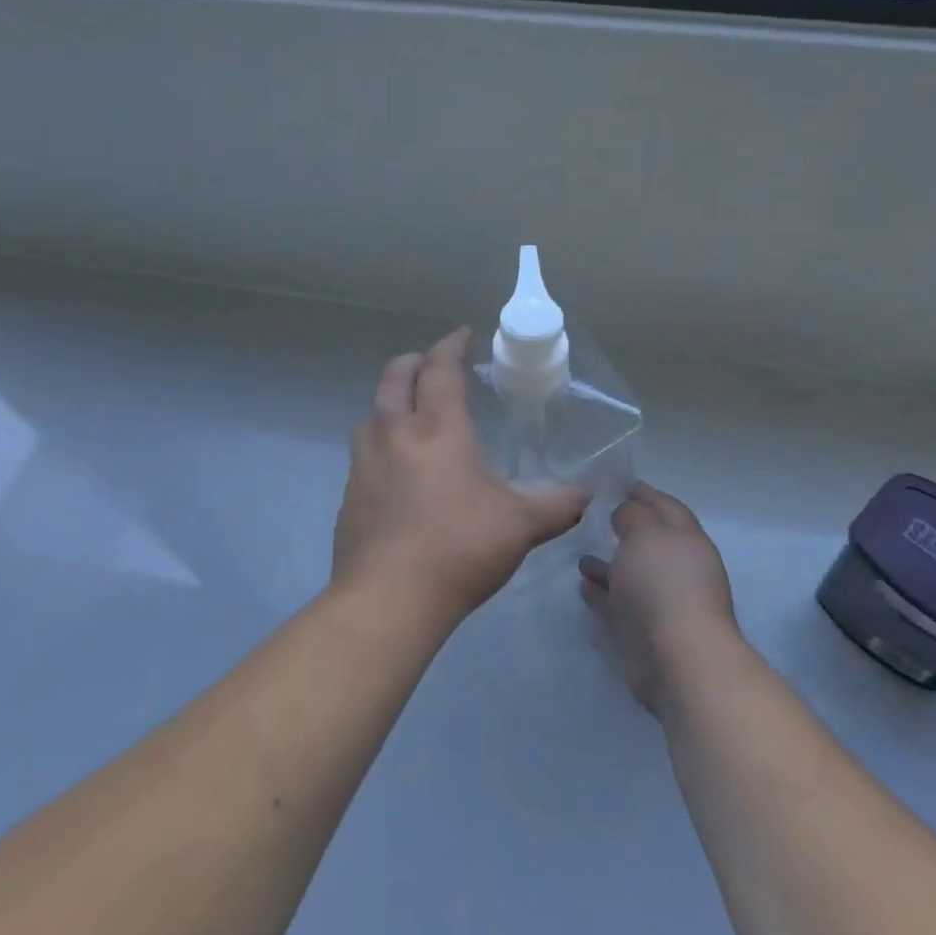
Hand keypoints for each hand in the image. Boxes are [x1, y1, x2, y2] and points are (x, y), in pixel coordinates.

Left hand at [333, 328, 589, 624]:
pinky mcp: (350, 495)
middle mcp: (395, 434)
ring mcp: (365, 464)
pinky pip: (364, 451)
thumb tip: (585, 495)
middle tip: (434, 364)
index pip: (440, 369)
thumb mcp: (521, 525)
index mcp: (438, 429)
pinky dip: (381, 441)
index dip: (452, 345)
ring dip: (391, 400)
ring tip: (412, 413)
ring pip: (372, 412)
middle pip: (395, 377)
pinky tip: (397, 468)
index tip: (463, 334)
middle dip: (415, 361)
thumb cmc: (459, 548)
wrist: (388, 599)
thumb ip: (557, 504)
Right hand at [579, 484, 738, 712]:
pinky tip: (582, 586)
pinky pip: (620, 605)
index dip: (644, 494)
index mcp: (688, 539)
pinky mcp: (646, 632)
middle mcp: (680, 568)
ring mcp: (664, 602)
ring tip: (581, 557)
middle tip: (597, 518)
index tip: (618, 484)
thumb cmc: (662, 584)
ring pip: (633, 575)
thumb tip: (626, 512)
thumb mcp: (645, 533)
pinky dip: (603, 594)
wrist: (678, 658)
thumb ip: (633, 514)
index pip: (666, 506)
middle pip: (650, 541)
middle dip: (627, 530)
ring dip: (609, 565)